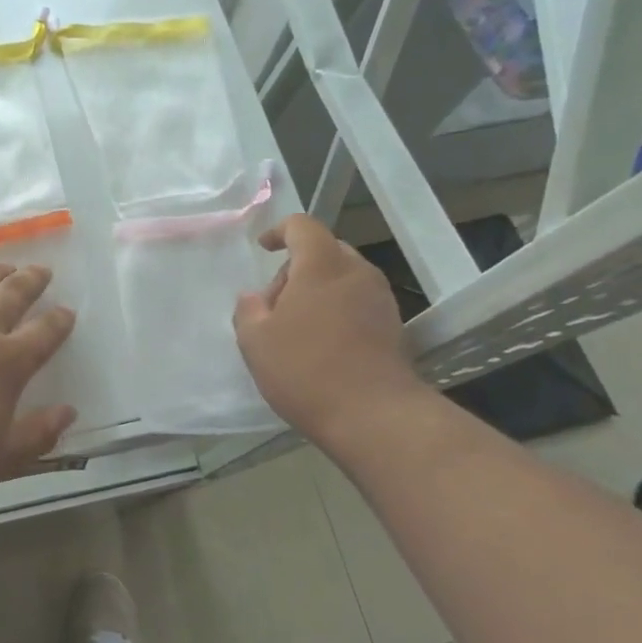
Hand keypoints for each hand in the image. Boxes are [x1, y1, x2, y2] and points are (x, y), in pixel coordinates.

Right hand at [233, 215, 427, 447]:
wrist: (374, 416)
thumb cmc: (306, 369)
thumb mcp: (255, 341)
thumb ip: (248, 310)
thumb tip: (253, 298)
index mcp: (322, 265)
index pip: (302, 226)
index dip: (279, 231)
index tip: (264, 249)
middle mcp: (357, 272)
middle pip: (324, 252)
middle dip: (296, 269)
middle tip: (274, 305)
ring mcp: (381, 299)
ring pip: (342, 278)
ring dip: (317, 292)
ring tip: (296, 329)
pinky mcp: (393, 326)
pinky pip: (357, 302)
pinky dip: (336, 311)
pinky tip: (321, 345)